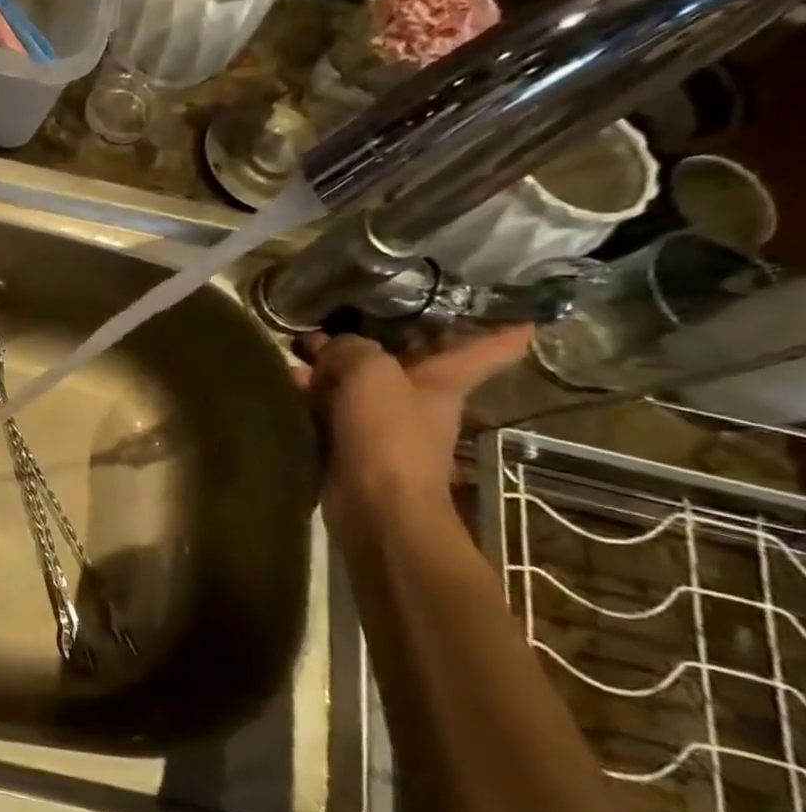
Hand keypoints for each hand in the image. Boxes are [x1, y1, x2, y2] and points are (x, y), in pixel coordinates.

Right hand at [296, 327, 533, 511]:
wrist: (374, 505)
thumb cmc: (388, 435)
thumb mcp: (371, 374)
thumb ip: (351, 349)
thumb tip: (330, 348)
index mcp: (445, 379)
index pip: (492, 347)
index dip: (506, 324)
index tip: (524, 307)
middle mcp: (420, 397)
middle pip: (409, 356)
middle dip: (380, 332)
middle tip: (348, 307)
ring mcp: (385, 421)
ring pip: (361, 379)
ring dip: (333, 362)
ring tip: (298, 343)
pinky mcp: (353, 441)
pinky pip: (333, 405)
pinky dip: (313, 391)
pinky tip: (288, 379)